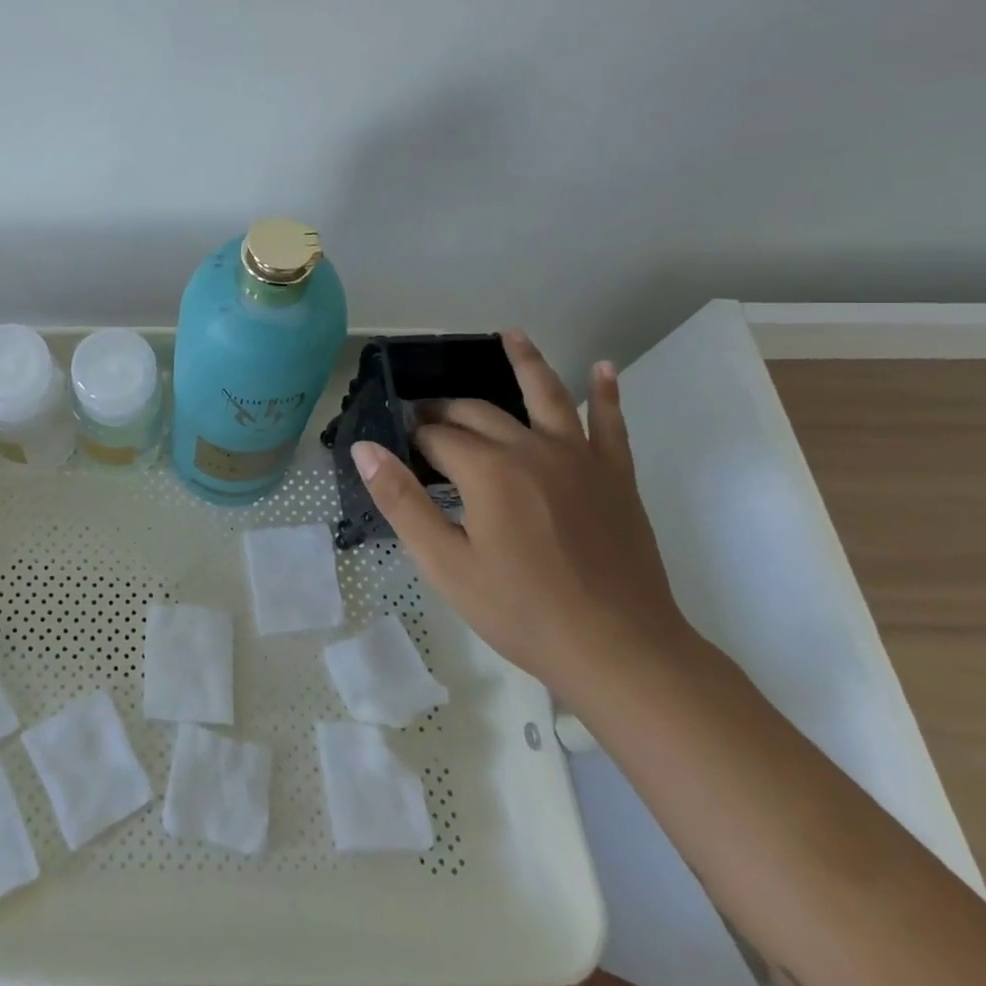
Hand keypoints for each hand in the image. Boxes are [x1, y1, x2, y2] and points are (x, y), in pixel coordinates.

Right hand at [350, 330, 694, 701]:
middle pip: (479, 412)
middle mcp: (531, 449)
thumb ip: (401, 500)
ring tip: (511, 334)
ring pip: (547, 395)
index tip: (402, 452)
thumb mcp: (445, 563)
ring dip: (526, 362)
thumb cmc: (522, 611)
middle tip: (428, 418)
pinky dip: (605, 393)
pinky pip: (610, 424)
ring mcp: (579, 458)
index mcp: (487, 470)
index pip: (437, 436)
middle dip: (447, 410)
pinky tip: (602, 368)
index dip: (414, 440)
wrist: (620, 651)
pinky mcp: (615, 476)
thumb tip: (365, 448)